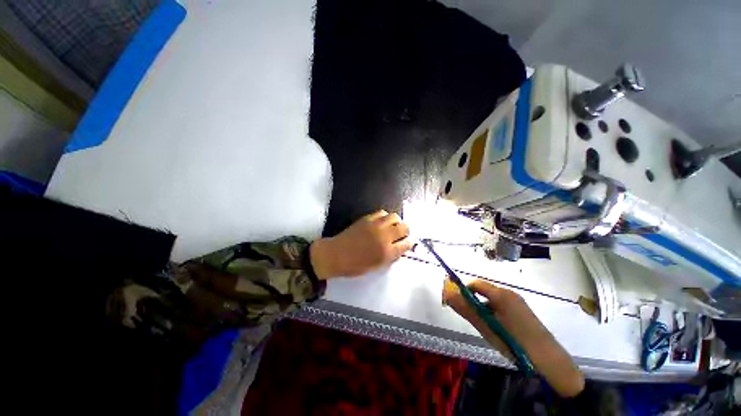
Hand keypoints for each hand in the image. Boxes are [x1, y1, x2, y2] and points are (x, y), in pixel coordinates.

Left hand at [310, 210, 412, 278]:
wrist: (336, 255)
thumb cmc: (355, 265)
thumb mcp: (376, 266)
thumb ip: (390, 257)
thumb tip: (399, 248)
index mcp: (387, 252)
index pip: (407, 244)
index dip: (410, 243)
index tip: (409, 242)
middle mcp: (384, 237)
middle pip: (404, 227)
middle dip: (406, 231)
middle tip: (402, 234)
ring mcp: (376, 225)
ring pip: (395, 217)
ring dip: (397, 222)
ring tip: (392, 226)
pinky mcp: (368, 218)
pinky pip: (382, 212)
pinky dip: (385, 217)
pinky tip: (382, 222)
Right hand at [443, 279, 584, 397]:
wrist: (550, 362)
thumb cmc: (514, 342)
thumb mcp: (487, 327)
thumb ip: (466, 309)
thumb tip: (447, 295)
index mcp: (501, 294)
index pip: (475, 284)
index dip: (462, 289)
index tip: (454, 301)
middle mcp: (509, 293)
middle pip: (483, 290)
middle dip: (471, 299)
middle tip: (466, 315)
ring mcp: (517, 302)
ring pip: (492, 299)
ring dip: (482, 307)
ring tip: (482, 325)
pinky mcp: (522, 311)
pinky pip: (501, 305)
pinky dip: (492, 312)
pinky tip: (495, 328)